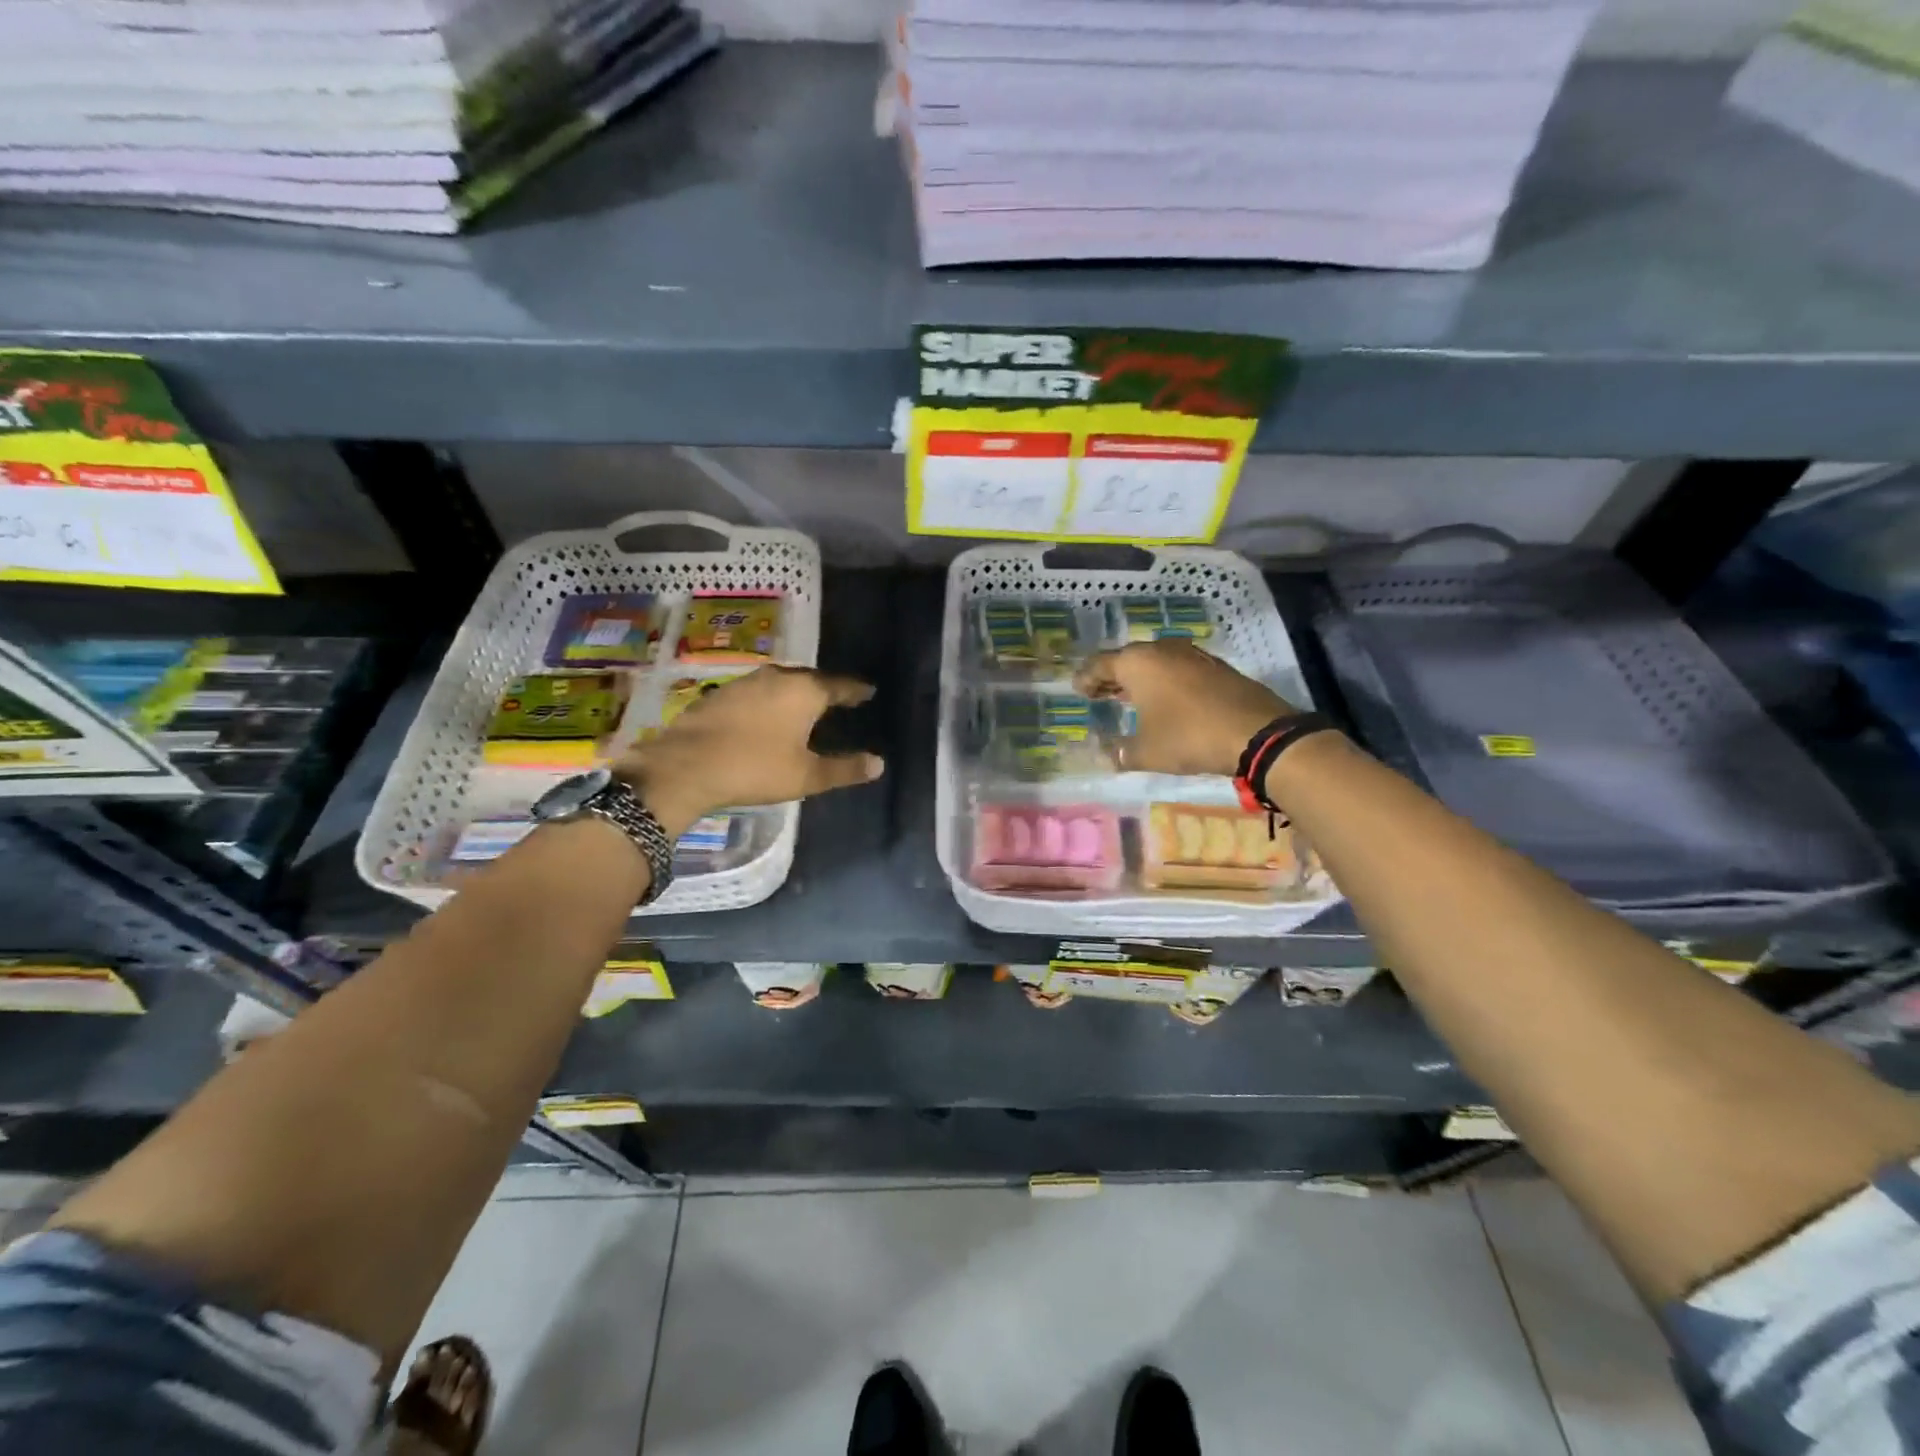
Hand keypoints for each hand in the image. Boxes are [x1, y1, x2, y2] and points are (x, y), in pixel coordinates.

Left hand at [615, 666, 883, 835]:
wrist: (684, 766)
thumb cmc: (754, 768)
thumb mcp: (806, 776)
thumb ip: (845, 769)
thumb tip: (879, 764)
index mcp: (804, 691)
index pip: (840, 685)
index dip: (856, 690)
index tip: (868, 691)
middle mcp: (777, 677)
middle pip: (810, 679)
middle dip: (826, 688)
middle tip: (839, 699)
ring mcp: (745, 683)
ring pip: (781, 682)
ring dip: (795, 692)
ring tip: (805, 706)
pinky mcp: (720, 694)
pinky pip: (757, 692)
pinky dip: (770, 700)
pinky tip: (767, 715)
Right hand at [1074, 640, 1296, 776]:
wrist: (1256, 732)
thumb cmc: (1188, 737)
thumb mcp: (1147, 752)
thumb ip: (1121, 752)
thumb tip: (1108, 755)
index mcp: (1137, 663)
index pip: (1100, 665)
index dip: (1086, 679)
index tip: (1077, 690)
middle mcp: (1162, 650)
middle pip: (1127, 659)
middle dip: (1111, 677)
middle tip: (1099, 693)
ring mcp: (1192, 655)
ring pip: (1155, 662)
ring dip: (1140, 678)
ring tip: (1129, 697)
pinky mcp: (1216, 666)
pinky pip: (1178, 669)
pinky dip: (1165, 681)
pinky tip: (1165, 700)